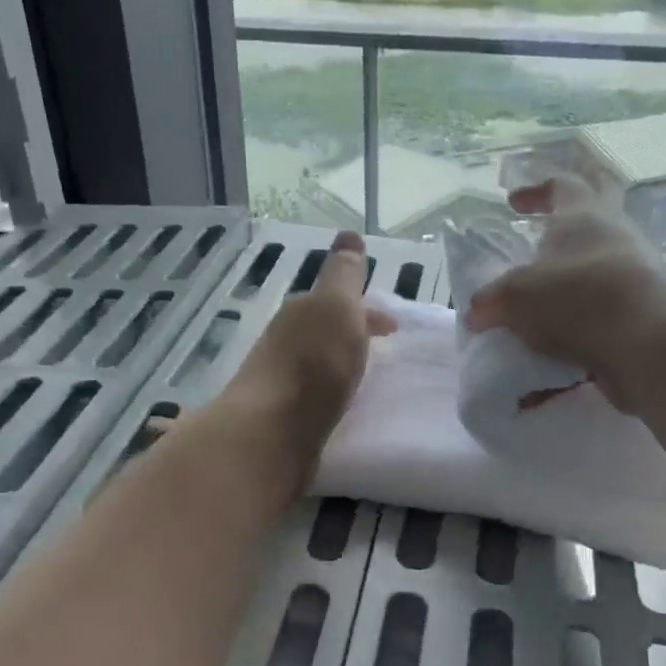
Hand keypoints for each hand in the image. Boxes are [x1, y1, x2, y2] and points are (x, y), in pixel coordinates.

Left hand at [221, 230, 396, 480]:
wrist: (271, 433)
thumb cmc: (313, 364)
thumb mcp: (337, 307)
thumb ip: (344, 274)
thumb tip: (348, 233)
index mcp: (302, 312)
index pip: (337, 301)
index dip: (367, 310)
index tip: (393, 326)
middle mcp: (285, 341)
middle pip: (326, 331)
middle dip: (353, 334)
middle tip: (383, 349)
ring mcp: (280, 380)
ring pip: (318, 362)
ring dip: (341, 362)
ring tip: (365, 377)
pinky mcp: (282, 417)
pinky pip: (314, 394)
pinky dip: (331, 391)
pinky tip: (341, 405)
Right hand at [463, 179, 665, 413]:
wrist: (646, 344)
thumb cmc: (575, 297)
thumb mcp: (514, 296)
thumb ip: (491, 301)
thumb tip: (477, 312)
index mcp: (583, 216)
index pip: (562, 185)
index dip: (535, 191)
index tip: (513, 203)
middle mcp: (614, 239)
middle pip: (585, 230)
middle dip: (554, 246)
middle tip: (527, 264)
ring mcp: (633, 278)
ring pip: (592, 278)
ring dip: (563, 296)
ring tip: (532, 321)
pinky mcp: (642, 317)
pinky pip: (600, 322)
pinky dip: (575, 338)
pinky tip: (550, 366)